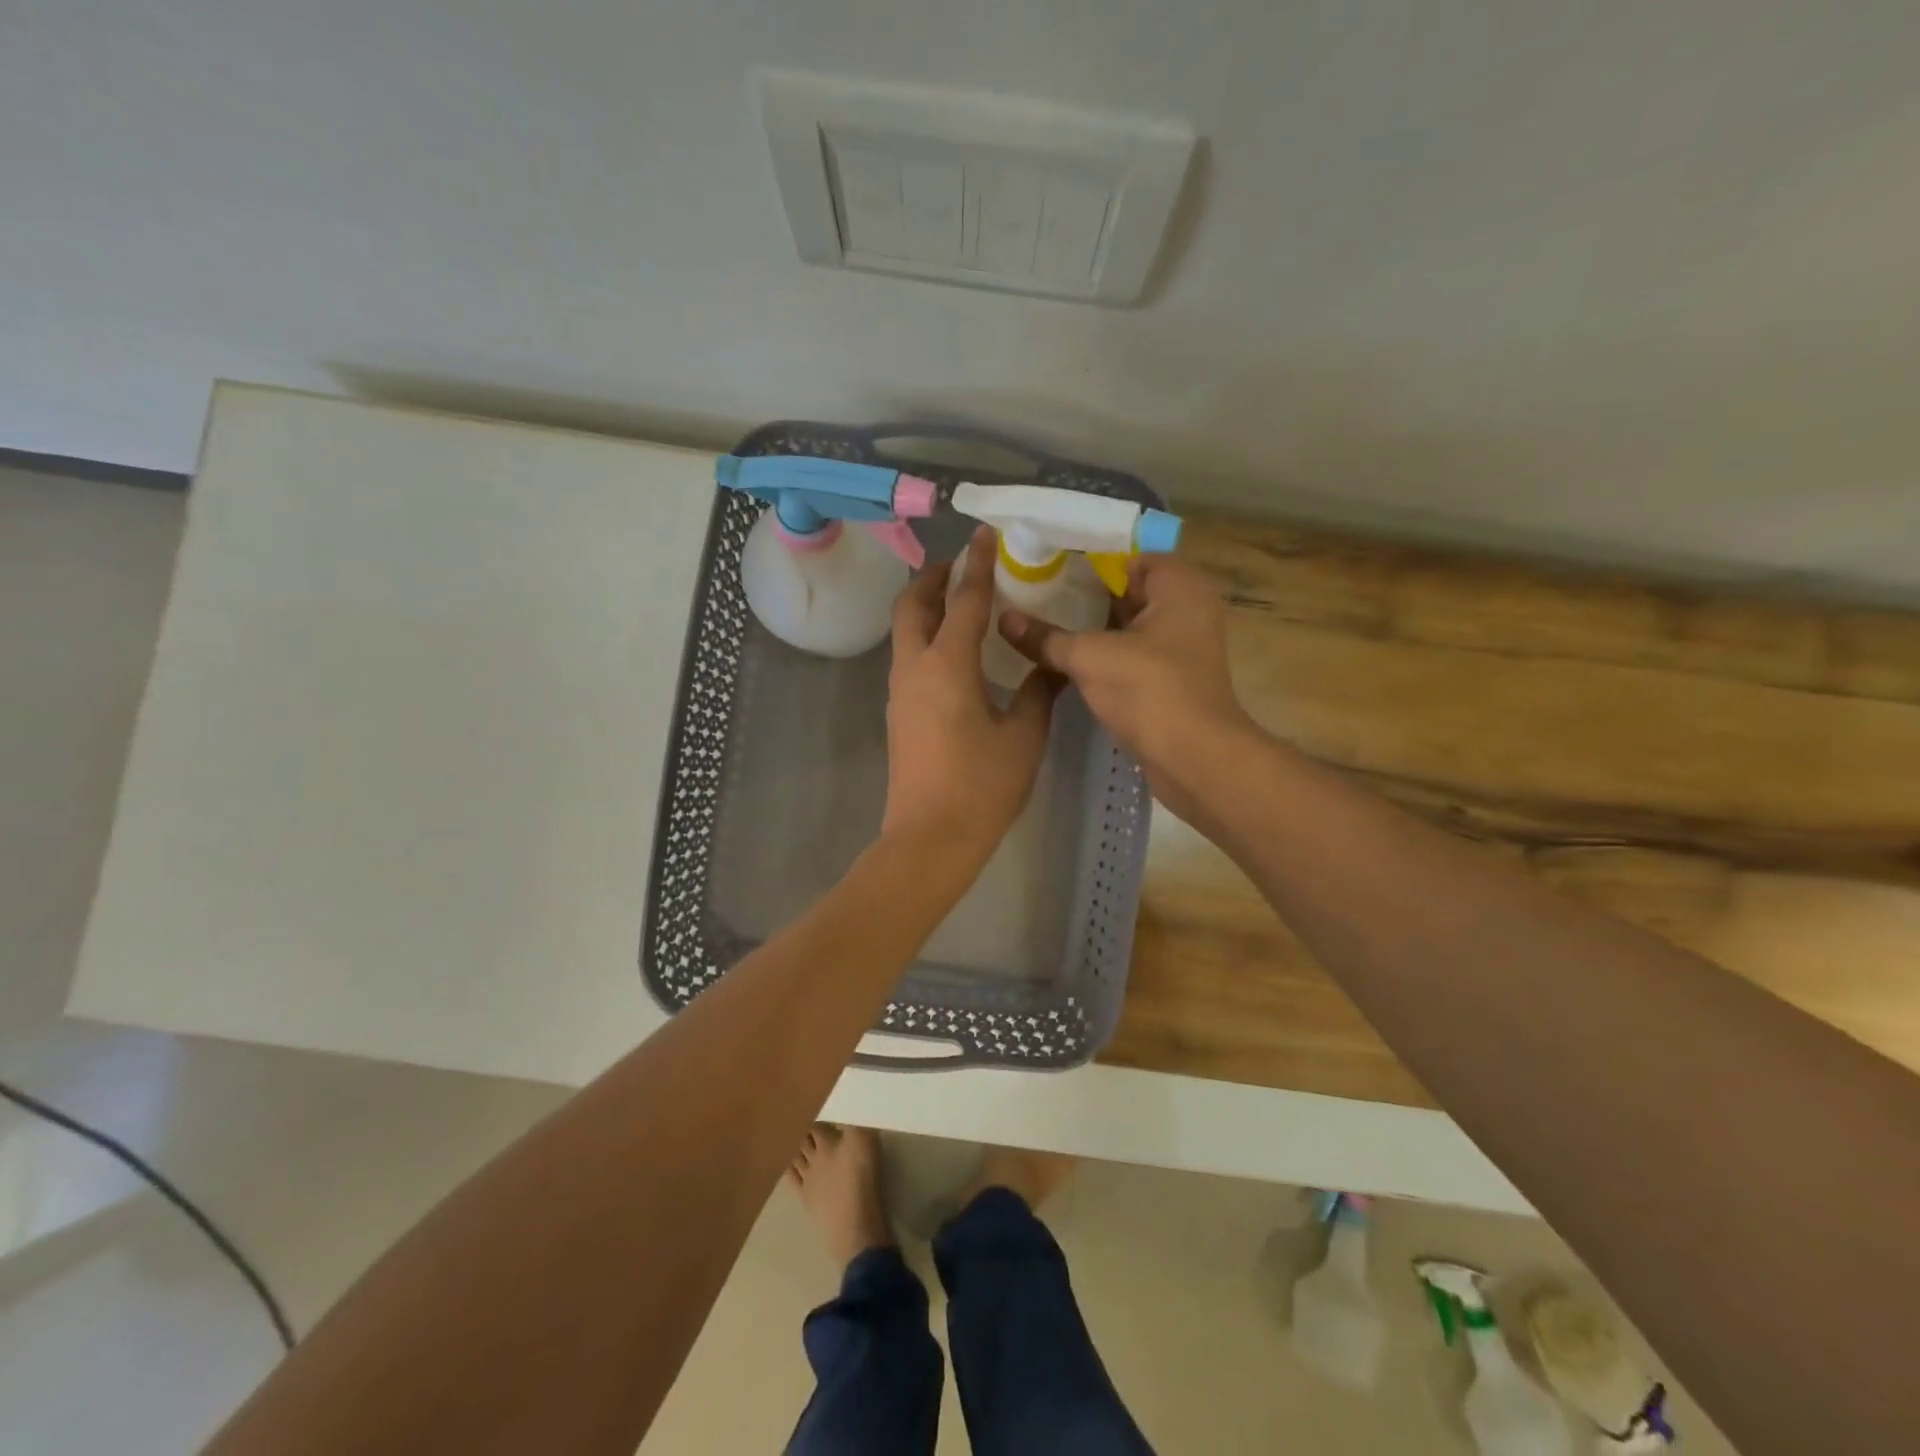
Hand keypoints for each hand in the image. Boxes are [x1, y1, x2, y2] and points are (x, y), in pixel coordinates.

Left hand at [881, 527, 1059, 868]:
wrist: (929, 839)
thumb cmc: (981, 786)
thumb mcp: (1023, 735)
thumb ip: (1039, 691)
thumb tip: (1055, 663)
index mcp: (946, 664)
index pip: (964, 599)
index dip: (978, 563)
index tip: (986, 533)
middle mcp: (914, 668)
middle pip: (912, 605)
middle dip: (935, 578)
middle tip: (965, 567)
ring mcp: (899, 691)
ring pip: (905, 631)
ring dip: (928, 607)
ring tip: (963, 603)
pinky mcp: (898, 712)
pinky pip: (909, 657)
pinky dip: (927, 637)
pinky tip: (957, 651)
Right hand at [1000, 555, 1257, 823]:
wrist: (1195, 759)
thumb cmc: (1150, 691)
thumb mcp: (1090, 657)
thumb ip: (1046, 636)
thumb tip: (1004, 618)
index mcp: (1179, 587)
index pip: (1129, 555)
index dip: (1087, 557)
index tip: (1044, 560)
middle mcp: (1185, 609)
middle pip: (1127, 588)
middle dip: (1081, 590)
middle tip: (1032, 588)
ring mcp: (1178, 647)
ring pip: (1125, 624)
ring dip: (1088, 624)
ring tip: (1037, 617)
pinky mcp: (1167, 679)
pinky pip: (1128, 653)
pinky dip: (1100, 651)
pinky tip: (1059, 655)